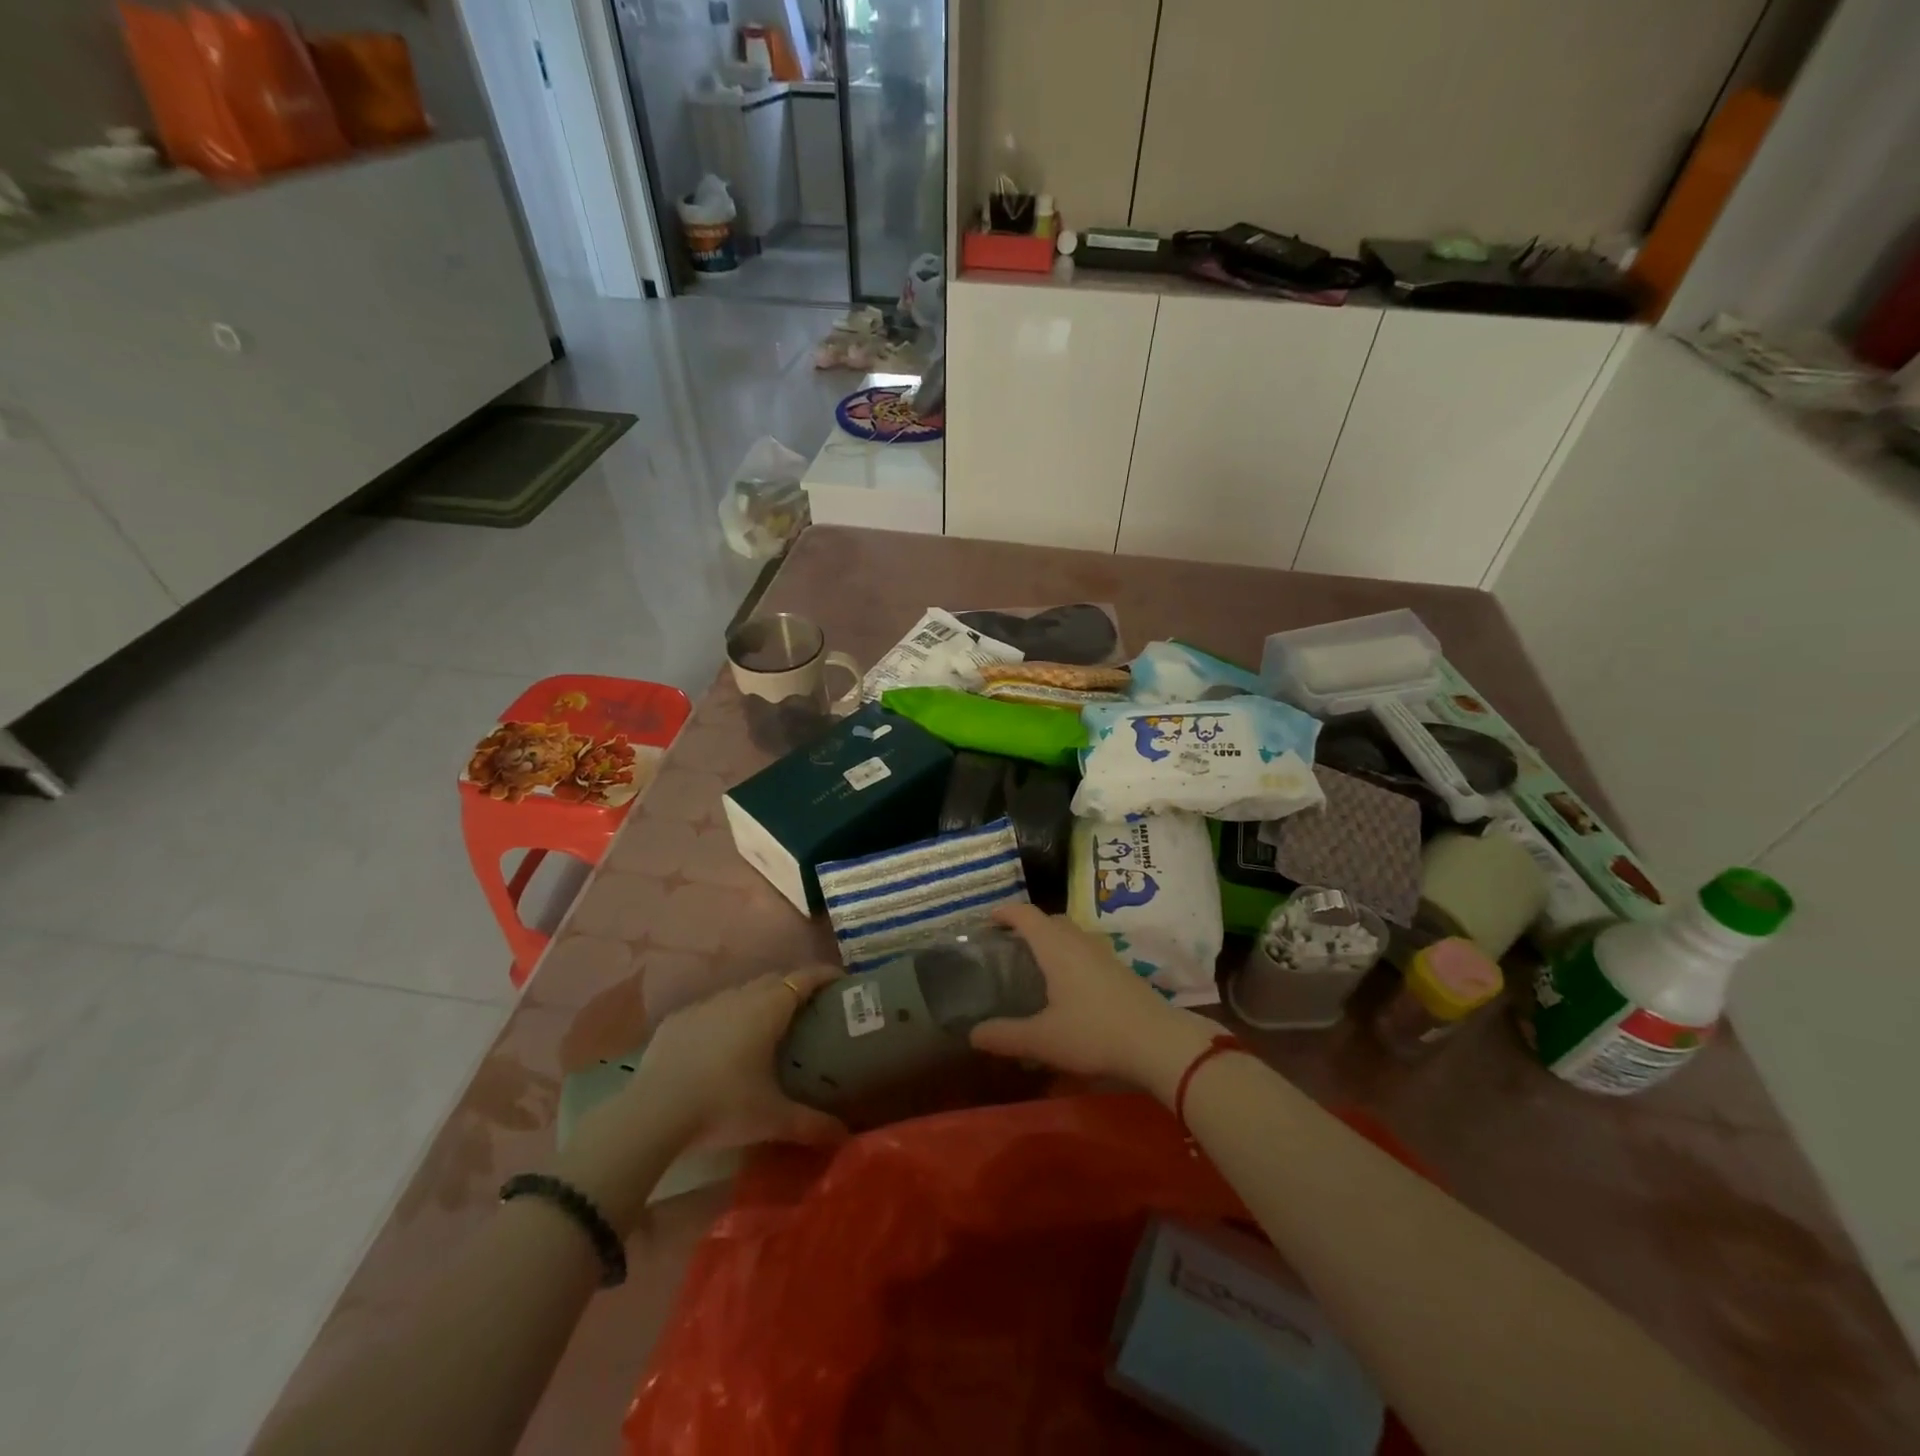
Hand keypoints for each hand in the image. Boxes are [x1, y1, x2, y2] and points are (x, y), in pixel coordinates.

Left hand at [558, 967, 849, 1234]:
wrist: (653, 1112)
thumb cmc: (724, 1106)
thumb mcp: (773, 1118)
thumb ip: (812, 1123)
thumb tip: (845, 1135)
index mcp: (769, 1009)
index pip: (804, 978)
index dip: (824, 975)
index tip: (840, 981)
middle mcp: (739, 997)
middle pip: (774, 980)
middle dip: (793, 987)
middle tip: (808, 1008)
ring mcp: (705, 1005)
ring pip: (741, 993)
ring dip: (758, 1001)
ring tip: (766, 1026)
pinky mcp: (677, 1020)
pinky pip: (710, 1010)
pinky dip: (724, 1018)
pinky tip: (721, 1044)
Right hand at [969, 905, 1215, 1100]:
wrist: (1157, 1042)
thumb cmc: (1094, 1033)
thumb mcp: (1042, 1040)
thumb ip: (1005, 1036)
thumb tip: (973, 1034)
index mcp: (1056, 946)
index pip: (1026, 915)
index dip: (1005, 912)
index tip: (988, 919)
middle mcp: (1079, 941)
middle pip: (1050, 920)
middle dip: (1028, 926)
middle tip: (1009, 945)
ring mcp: (1103, 954)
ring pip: (1071, 935)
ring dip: (1052, 941)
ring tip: (1036, 964)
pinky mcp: (1119, 971)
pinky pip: (1086, 951)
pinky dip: (1069, 957)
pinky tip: (1067, 986)